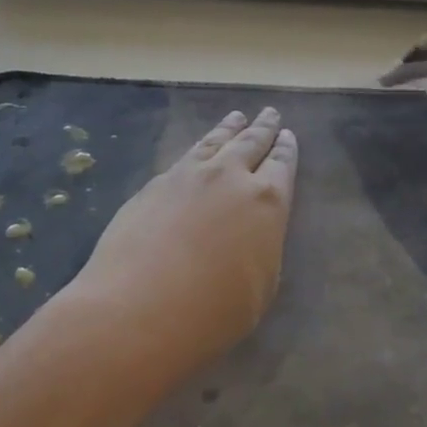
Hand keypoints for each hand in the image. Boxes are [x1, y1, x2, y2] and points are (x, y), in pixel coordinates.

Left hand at [67, 107, 297, 379]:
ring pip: (214, 141)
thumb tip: (252, 231)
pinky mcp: (155, 183)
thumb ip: (261, 247)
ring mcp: (188, 175)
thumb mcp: (260, 287)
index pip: (281, 166)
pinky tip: (198, 149)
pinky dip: (199, 146)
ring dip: (229, 128)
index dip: (286, 149)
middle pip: (250, 143)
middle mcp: (229, 177)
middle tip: (269, 113)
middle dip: (262, 128)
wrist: (137, 307)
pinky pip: (185, 155)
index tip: (288, 135)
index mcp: (266, 203)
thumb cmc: (211, 312)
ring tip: (237, 116)